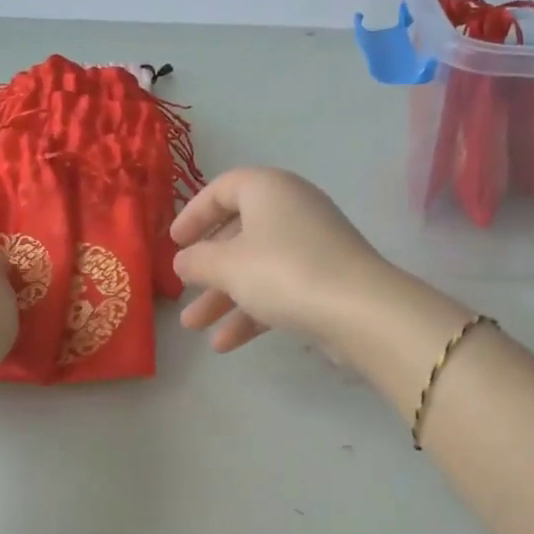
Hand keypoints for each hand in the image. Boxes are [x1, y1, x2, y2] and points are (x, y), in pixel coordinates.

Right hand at [172, 167, 394, 353]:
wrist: (359, 310)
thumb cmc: (283, 272)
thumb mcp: (228, 266)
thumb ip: (198, 261)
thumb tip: (183, 261)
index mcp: (269, 190)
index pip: (223, 189)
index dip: (194, 214)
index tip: (174, 242)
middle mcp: (292, 209)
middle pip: (239, 233)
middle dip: (207, 268)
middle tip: (182, 290)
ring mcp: (312, 245)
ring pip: (257, 266)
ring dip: (224, 296)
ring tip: (193, 328)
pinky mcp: (326, 278)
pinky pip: (279, 288)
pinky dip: (253, 310)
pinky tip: (226, 344)